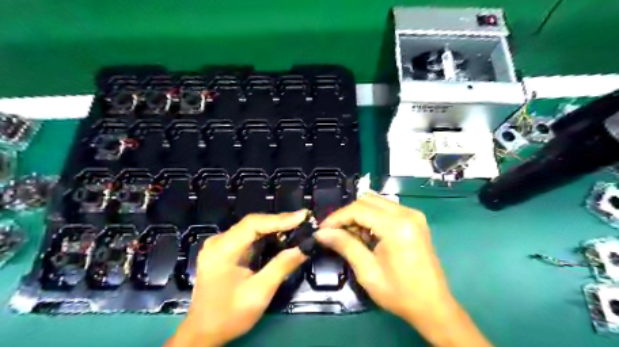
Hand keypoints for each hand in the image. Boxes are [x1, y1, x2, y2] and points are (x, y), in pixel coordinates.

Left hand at [166, 212, 307, 345]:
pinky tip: (281, 237)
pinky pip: (249, 237)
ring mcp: (220, 245)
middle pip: (253, 223)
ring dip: (275, 227)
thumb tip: (303, 248)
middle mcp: (219, 241)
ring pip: (252, 228)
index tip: (302, 216)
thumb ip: (281, 267)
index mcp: (222, 249)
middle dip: (280, 222)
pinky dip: (267, 236)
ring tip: (297, 226)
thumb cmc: (229, 315)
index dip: (280, 219)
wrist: (203, 332)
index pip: (253, 224)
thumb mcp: (259, 293)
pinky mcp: (225, 250)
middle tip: (304, 220)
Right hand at [316, 195, 491, 345]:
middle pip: (367, 200)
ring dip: (359, 215)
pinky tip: (367, 235)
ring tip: (351, 236)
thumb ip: (345, 245)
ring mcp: (413, 215)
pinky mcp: (415, 220)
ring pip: (376, 202)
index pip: (359, 209)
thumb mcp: (367, 271)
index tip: (322, 229)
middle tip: (335, 232)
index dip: (337, 217)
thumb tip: (321, 232)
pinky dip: (371, 217)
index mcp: (397, 226)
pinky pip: (386, 209)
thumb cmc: (399, 293)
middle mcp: (407, 213)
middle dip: (347, 214)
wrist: (433, 306)